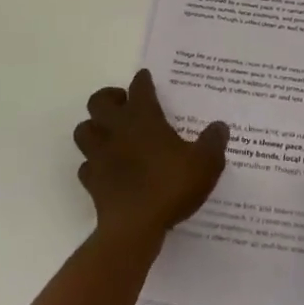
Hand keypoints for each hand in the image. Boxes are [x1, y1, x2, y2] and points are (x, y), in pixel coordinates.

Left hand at [75, 70, 228, 244]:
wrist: (134, 228)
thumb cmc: (170, 186)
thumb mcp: (205, 163)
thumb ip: (213, 142)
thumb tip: (220, 126)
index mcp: (143, 118)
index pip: (139, 88)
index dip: (143, 80)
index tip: (145, 77)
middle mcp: (116, 130)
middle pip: (99, 101)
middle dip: (109, 98)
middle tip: (125, 105)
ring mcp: (99, 155)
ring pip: (84, 130)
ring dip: (94, 128)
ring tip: (111, 134)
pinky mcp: (91, 181)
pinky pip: (86, 165)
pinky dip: (94, 163)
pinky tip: (106, 168)